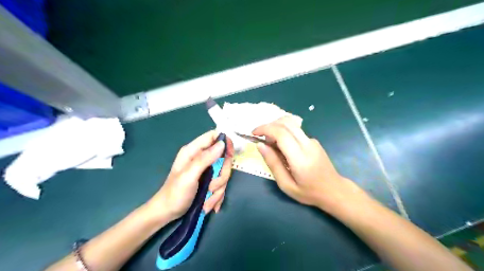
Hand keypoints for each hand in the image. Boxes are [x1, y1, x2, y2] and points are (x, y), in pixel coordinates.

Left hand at [145, 131, 231, 221]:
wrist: (167, 213)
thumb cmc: (175, 193)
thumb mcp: (189, 175)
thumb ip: (205, 159)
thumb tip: (222, 143)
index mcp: (193, 151)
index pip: (213, 136)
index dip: (224, 142)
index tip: (230, 155)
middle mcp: (201, 158)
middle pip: (223, 158)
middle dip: (221, 175)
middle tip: (211, 187)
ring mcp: (206, 170)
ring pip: (224, 174)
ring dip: (218, 189)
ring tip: (206, 200)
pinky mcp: (209, 181)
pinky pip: (222, 185)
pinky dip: (217, 195)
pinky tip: (208, 204)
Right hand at [254, 118, 366, 211]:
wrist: (334, 190)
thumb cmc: (308, 192)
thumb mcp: (286, 185)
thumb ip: (273, 164)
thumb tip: (260, 145)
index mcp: (300, 158)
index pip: (281, 133)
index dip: (265, 129)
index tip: (253, 134)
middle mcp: (307, 144)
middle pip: (286, 122)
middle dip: (269, 125)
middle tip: (260, 137)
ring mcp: (312, 140)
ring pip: (291, 123)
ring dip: (276, 127)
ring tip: (270, 142)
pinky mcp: (313, 140)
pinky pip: (295, 130)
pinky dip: (283, 132)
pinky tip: (282, 147)